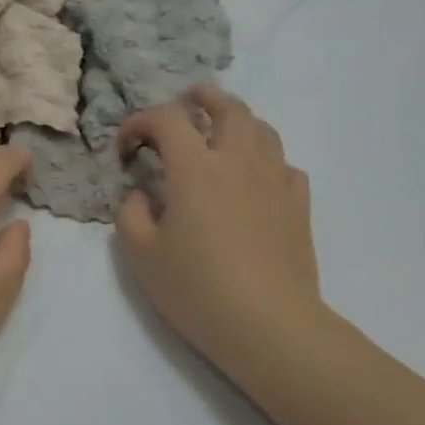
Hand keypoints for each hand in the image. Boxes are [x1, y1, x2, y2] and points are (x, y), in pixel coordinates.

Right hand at [115, 87, 326, 373]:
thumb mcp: (141, 255)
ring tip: (222, 130)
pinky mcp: (298, 206)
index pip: (167, 119)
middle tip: (187, 100)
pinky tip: (256, 176)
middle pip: (227, 108)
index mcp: (196, 169)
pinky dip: (267, 159)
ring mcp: (274, 182)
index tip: (126, 148)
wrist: (269, 326)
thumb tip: (142, 193)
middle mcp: (238, 162)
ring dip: (238, 120)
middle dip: (202, 98)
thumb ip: (130, 213)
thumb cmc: (198, 290)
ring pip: (262, 129)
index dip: (140, 122)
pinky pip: (285, 165)